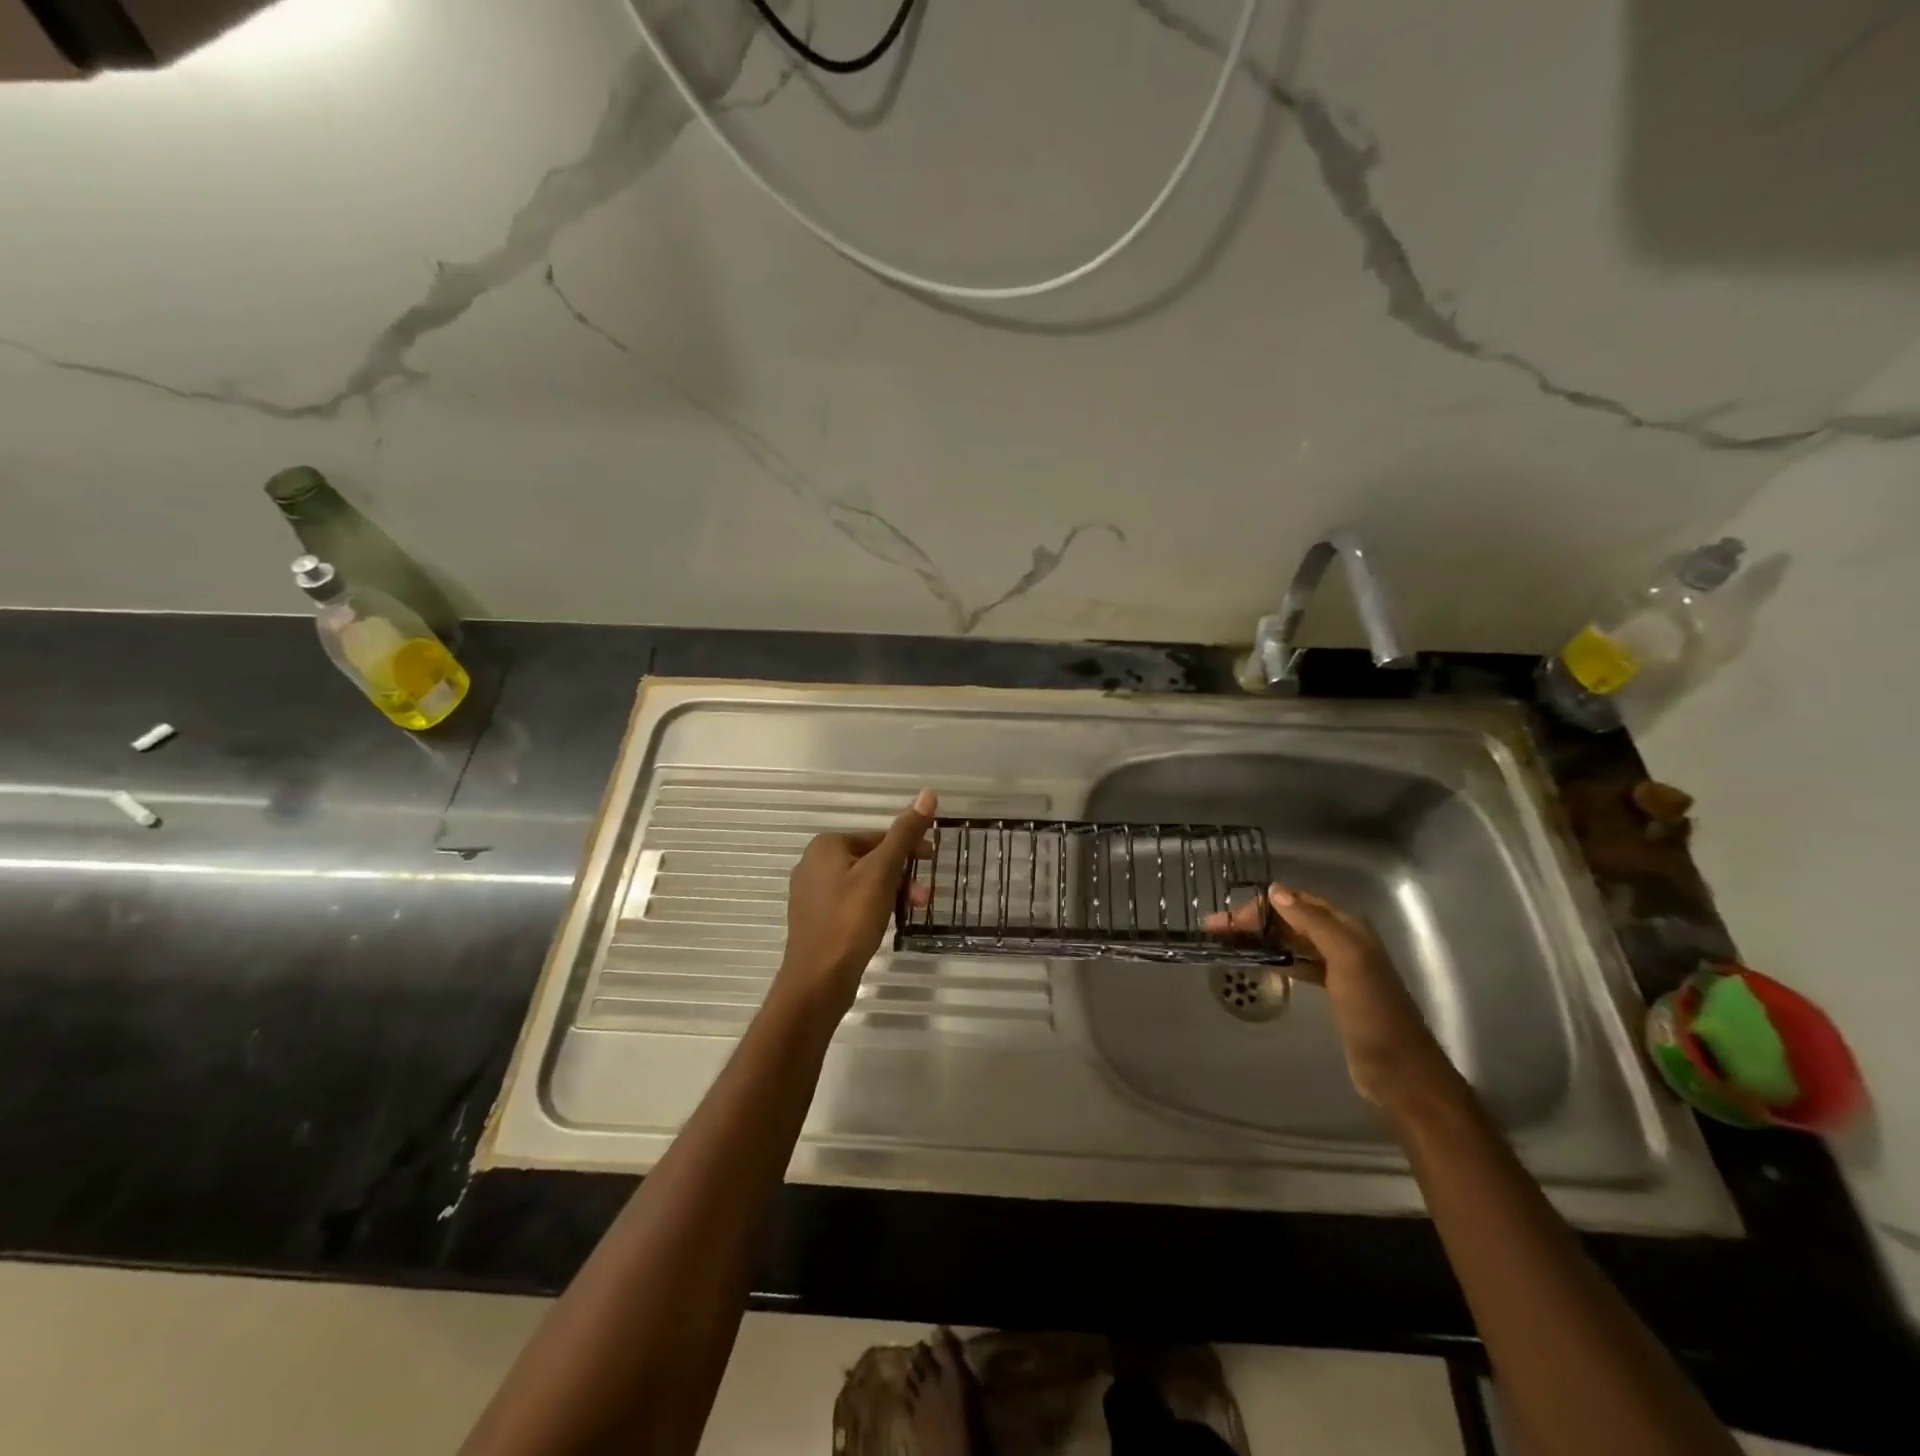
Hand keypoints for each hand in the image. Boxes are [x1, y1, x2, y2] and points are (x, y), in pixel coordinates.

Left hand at [777, 789, 936, 1015]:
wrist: (817, 981)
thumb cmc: (850, 921)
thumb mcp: (882, 873)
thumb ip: (904, 834)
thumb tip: (928, 794)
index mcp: (826, 845)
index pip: (878, 836)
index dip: (909, 847)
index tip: (933, 861)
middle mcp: (814, 863)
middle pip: (872, 859)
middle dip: (903, 875)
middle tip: (926, 895)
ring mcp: (813, 894)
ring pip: (864, 883)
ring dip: (893, 892)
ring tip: (914, 911)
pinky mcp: (817, 920)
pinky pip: (853, 903)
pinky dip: (875, 907)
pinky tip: (888, 924)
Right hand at [1207, 883, 1449, 1106]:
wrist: (1399, 1071)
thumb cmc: (1372, 1012)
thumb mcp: (1347, 959)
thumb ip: (1314, 923)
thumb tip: (1276, 891)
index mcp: (1349, 928)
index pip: (1298, 902)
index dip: (1263, 905)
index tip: (1230, 918)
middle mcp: (1343, 941)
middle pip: (1293, 920)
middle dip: (1256, 921)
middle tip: (1217, 930)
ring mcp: (1339, 968)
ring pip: (1293, 942)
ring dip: (1262, 938)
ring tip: (1228, 943)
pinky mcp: (1333, 992)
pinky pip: (1299, 964)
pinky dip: (1277, 959)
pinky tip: (1259, 963)